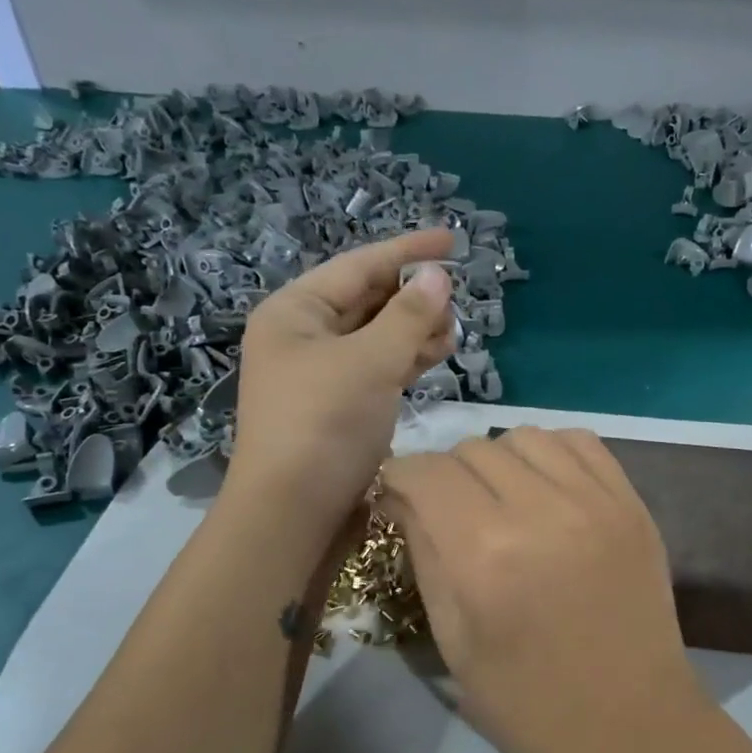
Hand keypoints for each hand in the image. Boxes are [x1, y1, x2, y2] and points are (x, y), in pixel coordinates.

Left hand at [227, 231, 456, 531]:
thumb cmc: (324, 425)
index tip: (452, 239)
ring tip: (452, 330)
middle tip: (456, 297)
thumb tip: (437, 276)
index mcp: (295, 312)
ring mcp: (321, 374)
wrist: (294, 513)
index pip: (359, 266)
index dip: (407, 250)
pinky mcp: (339, 406)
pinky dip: (406, 359)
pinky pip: (377, 367)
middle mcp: (304, 337)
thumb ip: (408, 316)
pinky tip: (435, 355)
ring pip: (376, 336)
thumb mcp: (370, 363)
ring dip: (414, 329)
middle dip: (412, 296)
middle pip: (367, 299)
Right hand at [380, 428, 706, 752]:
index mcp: (485, 554)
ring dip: (498, 460)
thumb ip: (425, 556)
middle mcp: (540, 511)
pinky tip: (546, 489)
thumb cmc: (529, 705)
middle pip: (472, 449)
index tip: (398, 496)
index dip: (400, 477)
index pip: (425, 473)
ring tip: (500, 499)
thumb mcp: (454, 641)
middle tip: (449, 510)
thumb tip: (403, 498)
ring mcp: (595, 501)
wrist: (633, 728)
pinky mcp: (632, 504)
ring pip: (525, 436)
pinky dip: (551, 454)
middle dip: (446, 473)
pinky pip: (581, 442)